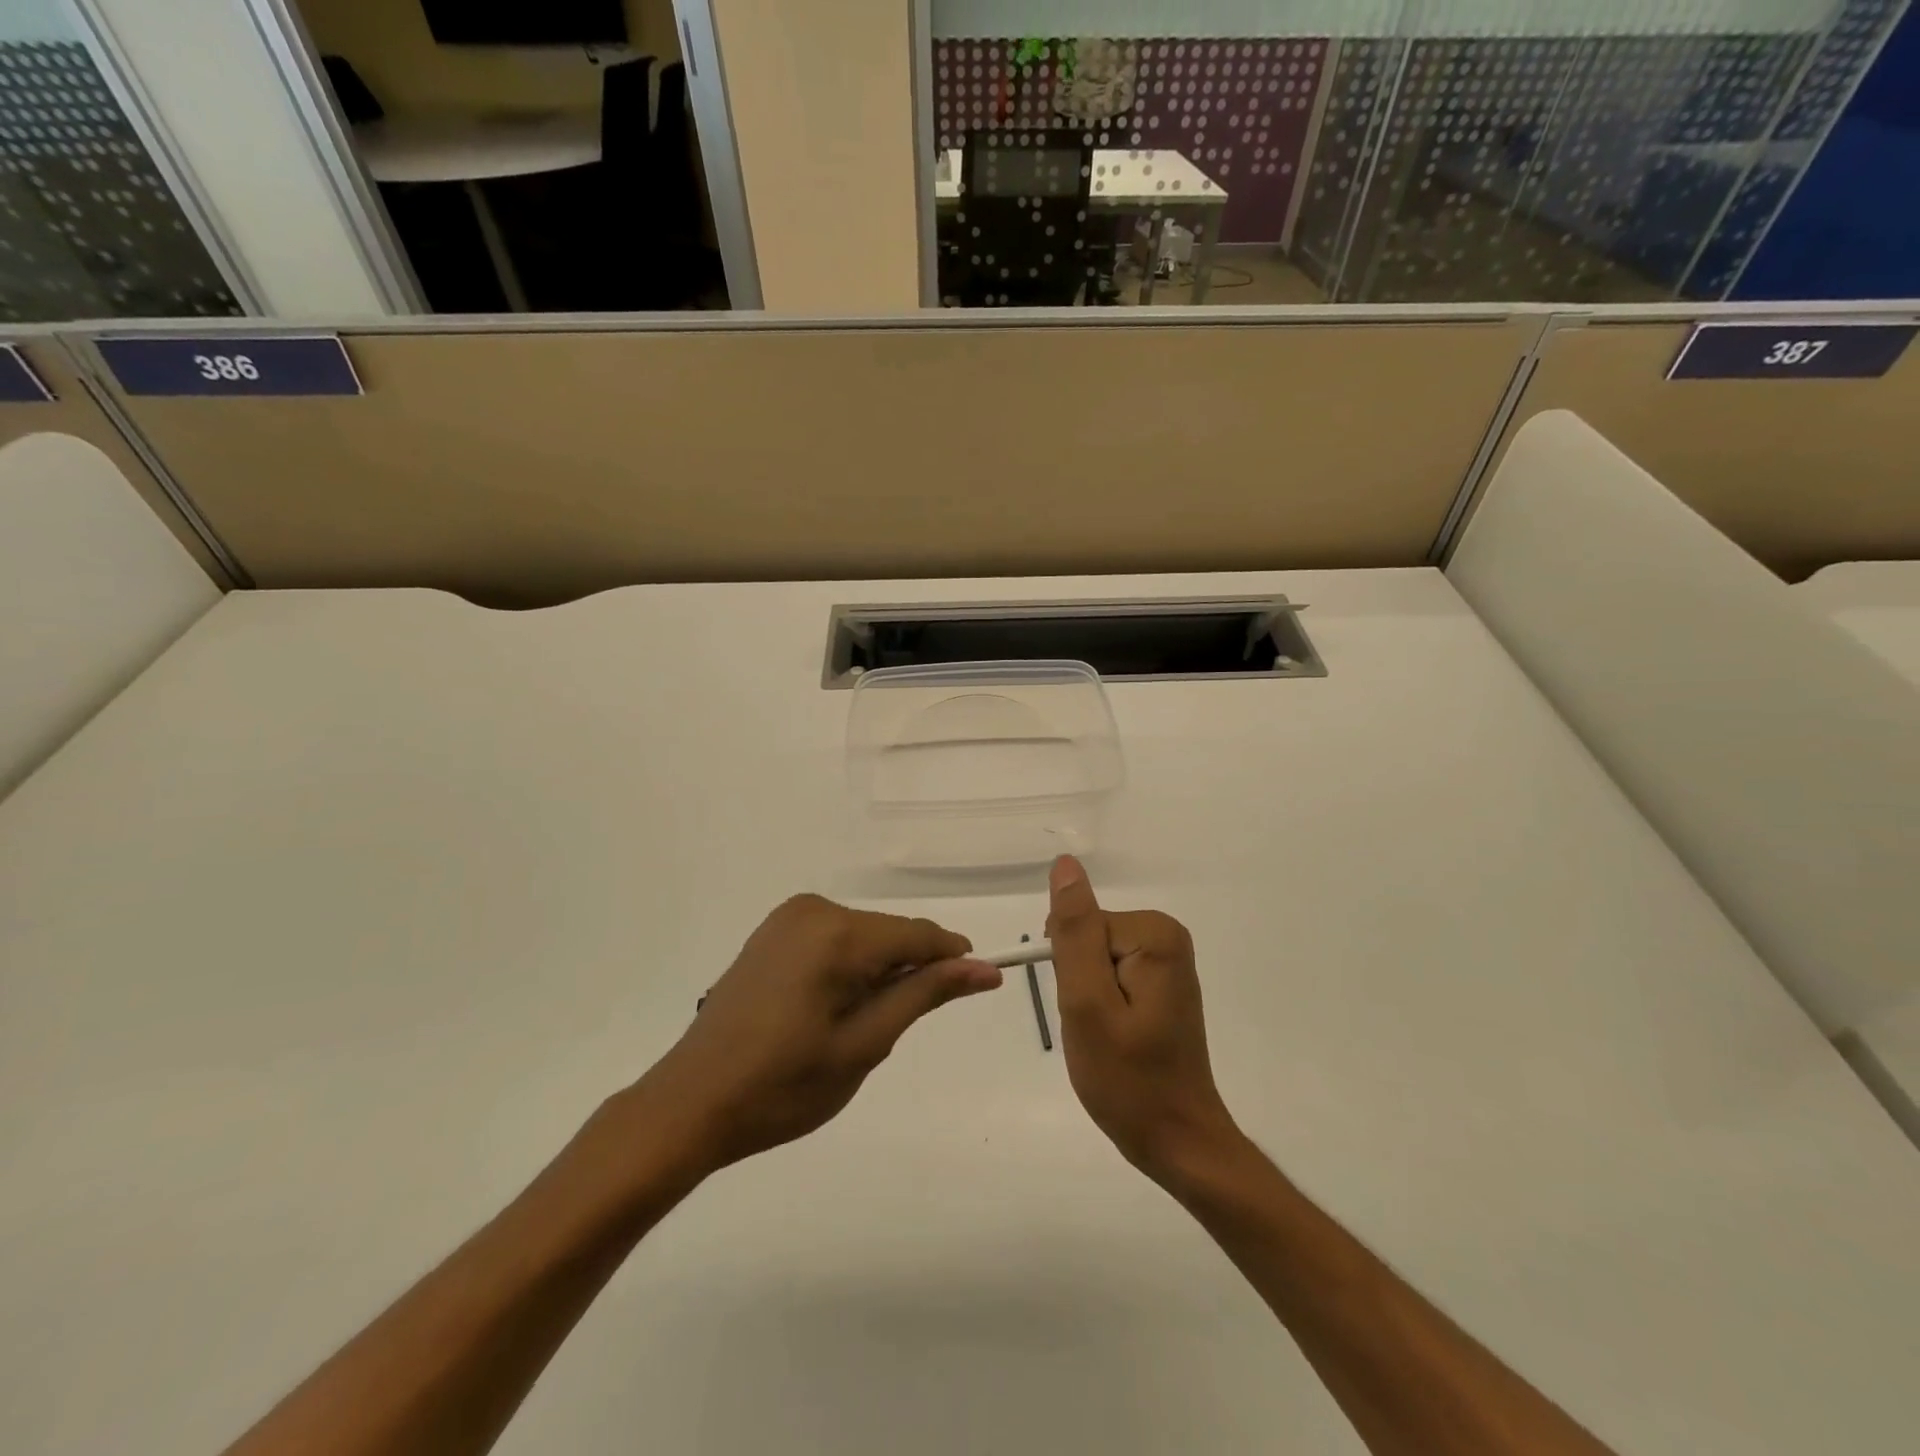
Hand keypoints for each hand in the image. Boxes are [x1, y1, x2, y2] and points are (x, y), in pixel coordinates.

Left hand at [634, 895, 1001, 1175]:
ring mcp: (788, 917)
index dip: (953, 960)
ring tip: (853, 1028)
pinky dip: (848, 969)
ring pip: (864, 938)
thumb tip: (983, 968)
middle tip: (889, 1032)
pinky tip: (827, 1011)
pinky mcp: (772, 932)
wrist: (692, 1103)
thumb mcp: (865, 1044)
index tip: (980, 986)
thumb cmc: (783, 1086)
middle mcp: (813, 909)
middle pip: (890, 934)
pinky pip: (834, 940)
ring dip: (877, 974)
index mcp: (837, 933)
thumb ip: (924, 995)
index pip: (919, 934)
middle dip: (907, 973)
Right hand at [1046, 855, 1242, 1185]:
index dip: (1070, 971)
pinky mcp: (1161, 983)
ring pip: (1094, 960)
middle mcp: (1167, 937)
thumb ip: (1074, 931)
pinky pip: (1110, 976)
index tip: (1086, 1011)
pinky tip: (1119, 1038)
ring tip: (1108, 1037)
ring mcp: (1167, 961)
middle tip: (1098, 1029)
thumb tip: (1065, 865)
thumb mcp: (1086, 1003)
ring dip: (1088, 997)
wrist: (1178, 1142)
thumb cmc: (1128, 1080)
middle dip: (1079, 983)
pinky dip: (1102, 1006)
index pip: (1080, 927)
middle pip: (1089, 939)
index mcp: (1154, 935)